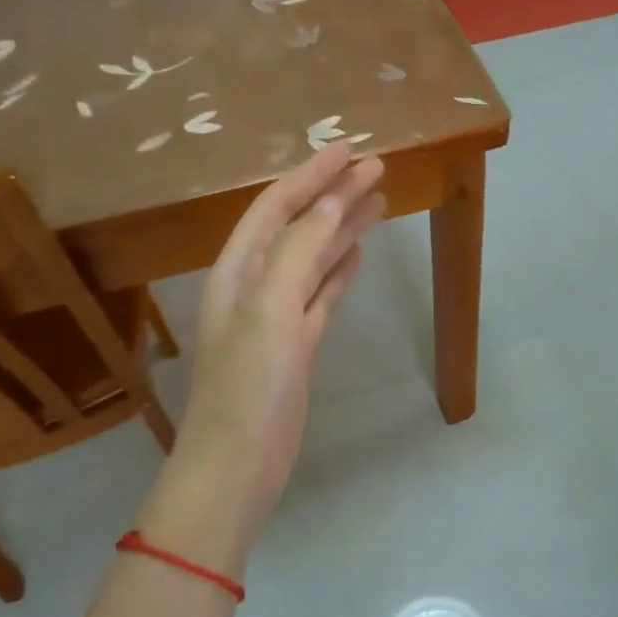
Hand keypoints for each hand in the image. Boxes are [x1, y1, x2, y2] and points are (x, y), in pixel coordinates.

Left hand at [151, 145, 385, 555]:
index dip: (312, 176)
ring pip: (314, 259)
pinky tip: (359, 255)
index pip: (276, 207)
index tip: (352, 150)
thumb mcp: (272, 309)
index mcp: (238, 270)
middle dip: (333, 196)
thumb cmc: (249, 386)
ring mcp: (277, 317)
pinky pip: (321, 295)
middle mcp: (254, 286)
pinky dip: (339, 271)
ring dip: (343, 229)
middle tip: (377, 170)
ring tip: (380, 203)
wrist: (238, 465)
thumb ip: (301, 251)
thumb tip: (335, 201)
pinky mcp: (297, 346)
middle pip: (298, 227)